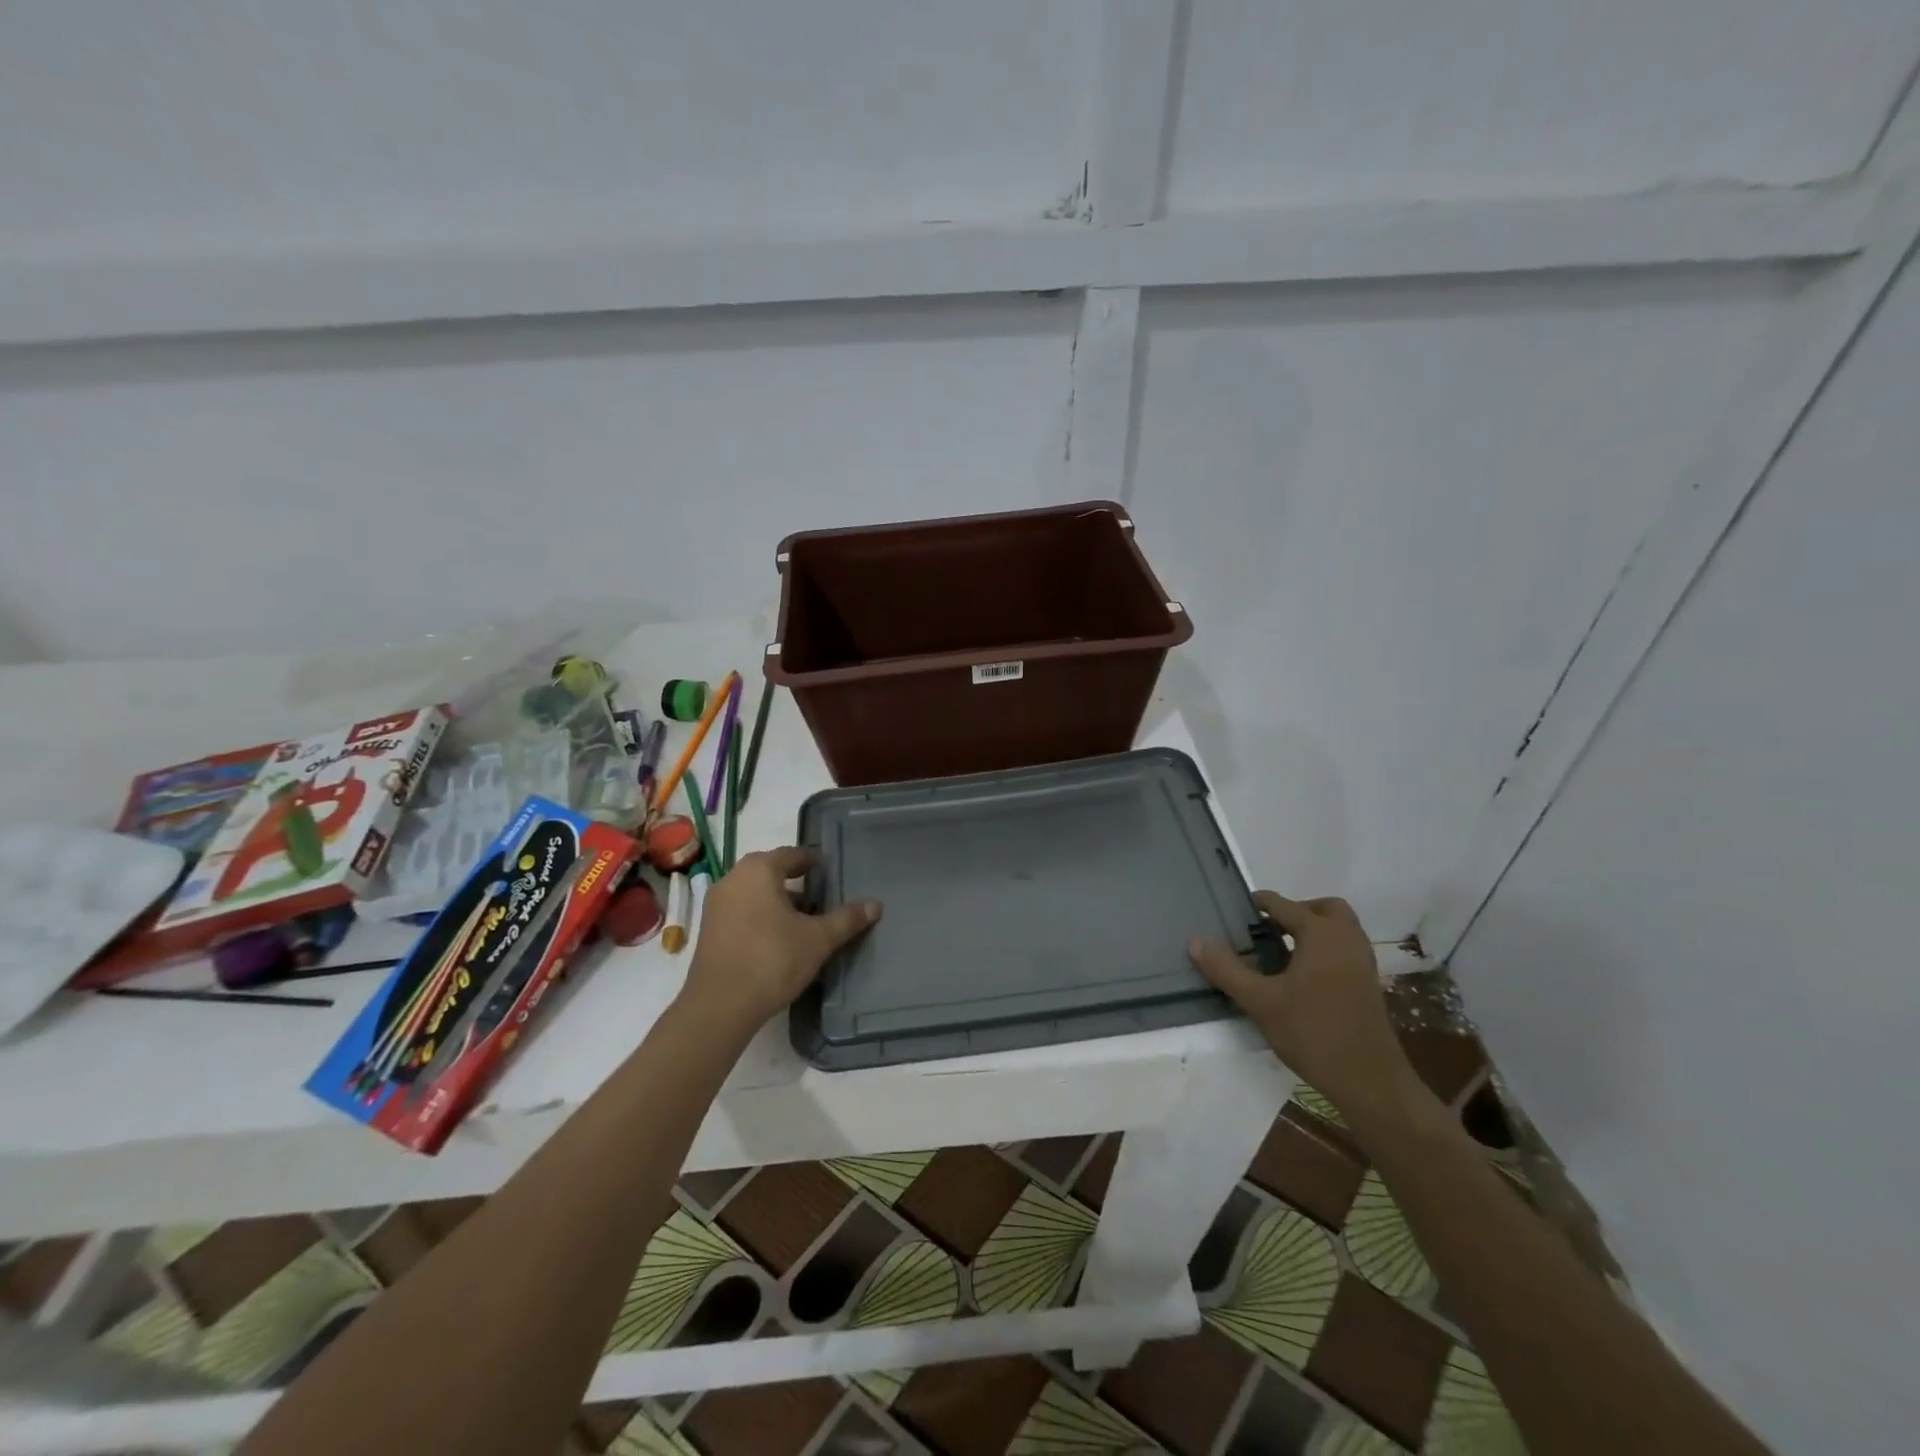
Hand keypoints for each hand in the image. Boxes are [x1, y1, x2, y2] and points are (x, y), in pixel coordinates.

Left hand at [679, 847, 880, 1033]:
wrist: (720, 1006)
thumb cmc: (772, 960)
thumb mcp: (818, 939)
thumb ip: (846, 919)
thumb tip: (876, 904)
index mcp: (758, 870)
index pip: (791, 855)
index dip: (811, 861)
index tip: (828, 868)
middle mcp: (732, 879)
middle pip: (769, 872)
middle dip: (794, 881)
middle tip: (820, 895)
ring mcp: (715, 906)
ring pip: (753, 894)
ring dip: (777, 901)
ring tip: (803, 920)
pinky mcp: (708, 931)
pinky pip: (740, 912)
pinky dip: (760, 917)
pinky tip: (778, 939)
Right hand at [1189, 892, 1417, 1119]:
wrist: (1371, 1083)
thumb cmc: (1313, 1033)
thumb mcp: (1260, 1001)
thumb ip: (1227, 969)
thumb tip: (1196, 941)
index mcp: (1322, 935)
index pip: (1284, 905)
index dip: (1259, 904)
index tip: (1235, 910)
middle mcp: (1347, 940)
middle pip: (1324, 909)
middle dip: (1296, 912)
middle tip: (1268, 929)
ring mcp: (1363, 964)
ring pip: (1339, 930)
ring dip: (1312, 931)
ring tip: (1280, 952)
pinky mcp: (1369, 986)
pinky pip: (1345, 951)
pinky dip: (1324, 950)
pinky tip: (1301, 977)